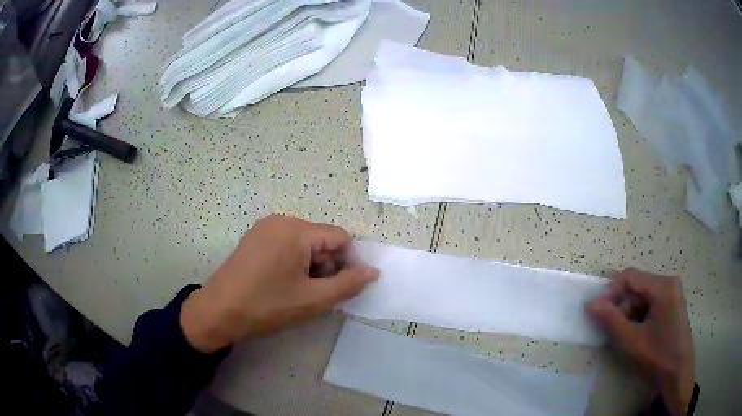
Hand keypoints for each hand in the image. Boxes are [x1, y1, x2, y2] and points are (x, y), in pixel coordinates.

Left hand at [179, 214, 377, 353]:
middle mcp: (281, 221)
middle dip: (327, 266)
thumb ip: (348, 284)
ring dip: (311, 267)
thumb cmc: (266, 306)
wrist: (218, 312)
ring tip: (299, 293)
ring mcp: (264, 228)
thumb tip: (372, 271)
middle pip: (321, 239)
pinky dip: (294, 263)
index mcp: (296, 230)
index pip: (340, 238)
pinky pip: (286, 246)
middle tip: (316, 295)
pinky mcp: (254, 239)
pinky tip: (283, 285)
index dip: (347, 263)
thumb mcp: (313, 300)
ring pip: (304, 244)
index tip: (339, 288)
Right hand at [586, 268, 694, 415]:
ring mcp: (672, 293)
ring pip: (642, 295)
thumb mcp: (631, 342)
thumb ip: (611, 321)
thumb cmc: (657, 358)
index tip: (596, 313)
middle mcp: (669, 282)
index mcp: (662, 286)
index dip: (610, 291)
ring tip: (624, 335)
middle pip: (636, 285)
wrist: (678, 375)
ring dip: (629, 313)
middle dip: (620, 305)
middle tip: (610, 328)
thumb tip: (590, 303)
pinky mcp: (672, 304)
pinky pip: (650, 303)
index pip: (630, 276)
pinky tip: (637, 334)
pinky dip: (638, 316)